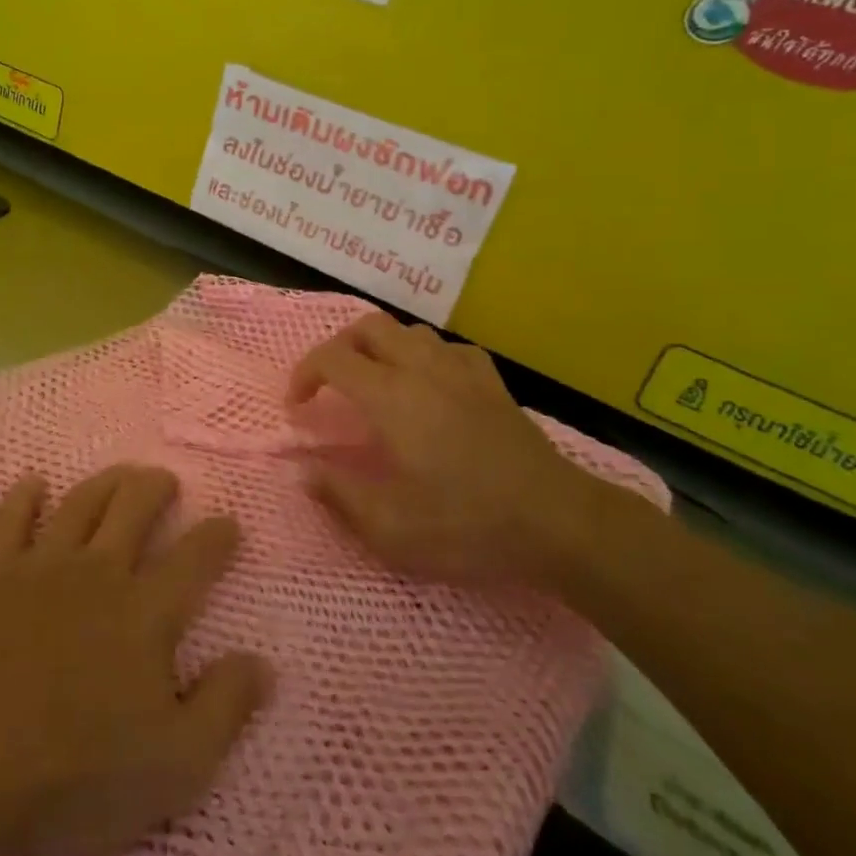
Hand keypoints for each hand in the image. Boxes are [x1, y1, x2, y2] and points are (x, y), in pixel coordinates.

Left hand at [0, 465, 269, 855]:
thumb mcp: (175, 765)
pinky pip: (9, 521)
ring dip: (105, 481)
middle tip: (167, 480)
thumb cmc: (74, 775)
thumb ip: (225, 708)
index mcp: (145, 612)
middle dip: (156, 487)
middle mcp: (97, 573)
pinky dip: (24, 497)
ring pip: (80, 503)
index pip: (194, 559)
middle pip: (134, 507)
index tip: (229, 523)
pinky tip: (33, 484)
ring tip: (120, 474)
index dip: (217, 536)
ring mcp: (40, 569)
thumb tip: (262, 662)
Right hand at [287, 312, 605, 592]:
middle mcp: (421, 369)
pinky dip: (424, 357)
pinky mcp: (492, 382)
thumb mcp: (391, 528)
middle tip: (330, 385)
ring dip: (380, 348)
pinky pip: (448, 348)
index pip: (332, 359)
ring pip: (408, 331)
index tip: (297, 408)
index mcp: (390, 397)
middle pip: (367, 327)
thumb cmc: (468, 525)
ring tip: (373, 383)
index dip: (304, 375)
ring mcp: (461, 370)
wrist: (557, 522)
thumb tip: (304, 471)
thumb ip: (339, 495)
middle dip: (338, 348)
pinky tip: (428, 385)